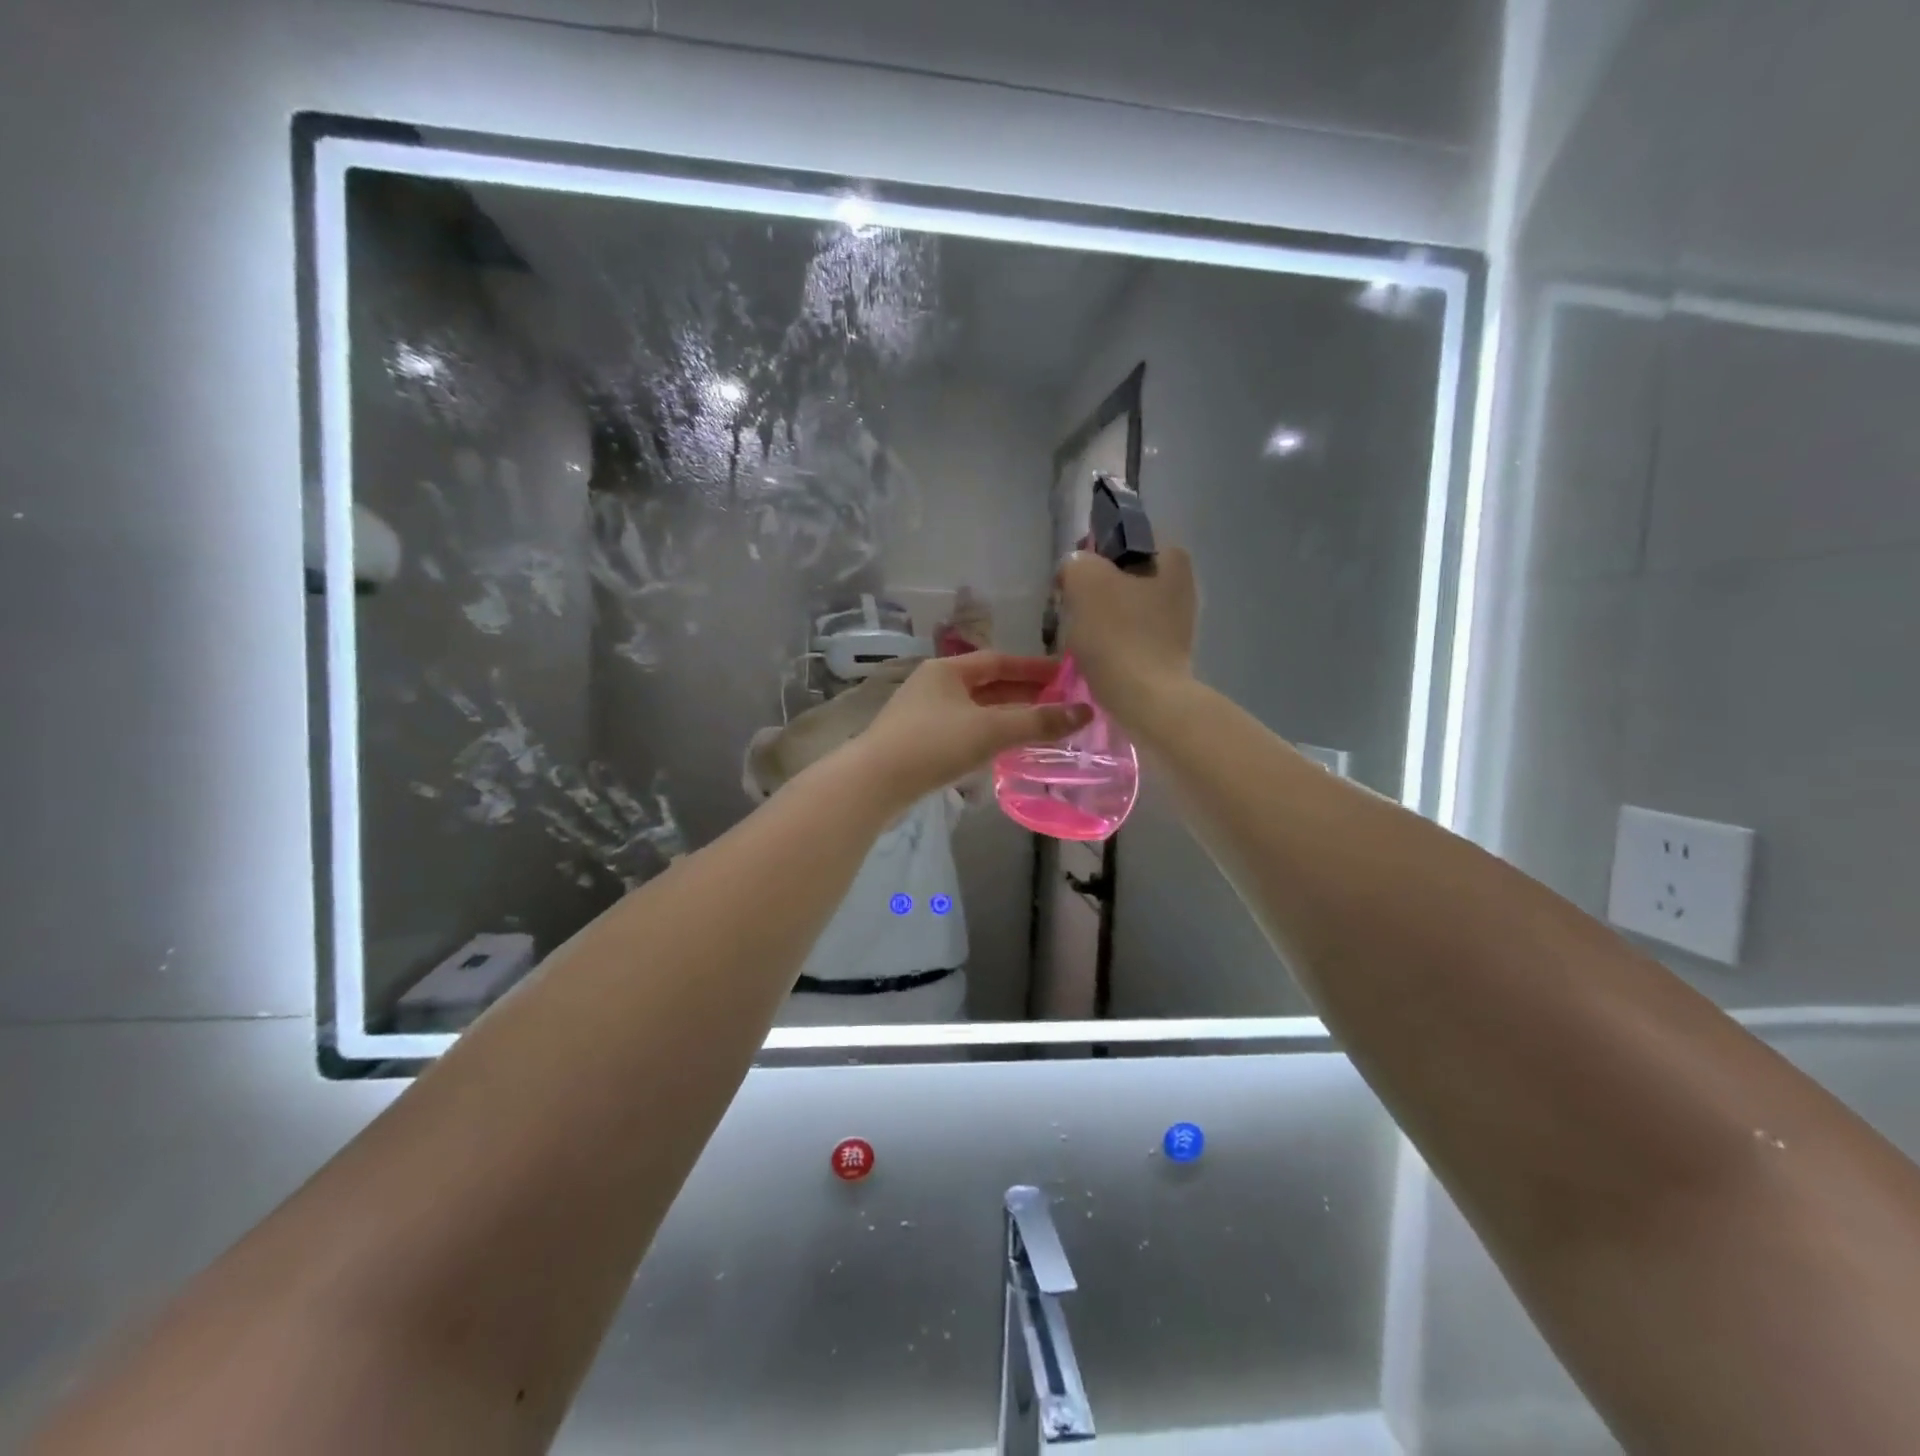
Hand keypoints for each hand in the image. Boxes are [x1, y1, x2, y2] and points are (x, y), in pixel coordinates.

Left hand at [850, 652, 1092, 808]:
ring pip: (976, 711)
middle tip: (1061, 704)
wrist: (873, 783)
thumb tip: (1085, 712)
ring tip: (1041, 727)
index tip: (1066, 676)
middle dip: (1024, 694)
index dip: (1034, 668)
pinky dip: (989, 736)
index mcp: (947, 670)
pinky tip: (1005, 751)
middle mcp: (934, 685)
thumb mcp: (991, 730)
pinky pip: (964, 732)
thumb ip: (1037, 722)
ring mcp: (924, 715)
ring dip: (1008, 717)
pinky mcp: (919, 743)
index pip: (999, 661)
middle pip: (988, 685)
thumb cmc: (933, 745)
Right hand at [1055, 546, 1197, 729]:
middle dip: (1096, 589)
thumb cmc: (1118, 634)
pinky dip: (1112, 642)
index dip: (1093, 552)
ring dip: (1101, 618)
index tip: (1073, 577)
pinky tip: (1097, 657)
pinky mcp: (1168, 652)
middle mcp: (1182, 584)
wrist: (1146, 700)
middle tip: (1071, 608)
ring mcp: (1179, 621)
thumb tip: (1077, 570)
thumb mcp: (1085, 580)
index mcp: (1171, 557)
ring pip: (1125, 607)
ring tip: (1080, 636)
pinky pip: (1130, 635)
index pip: (1124, 537)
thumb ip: (1077, 562)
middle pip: (1124, 575)